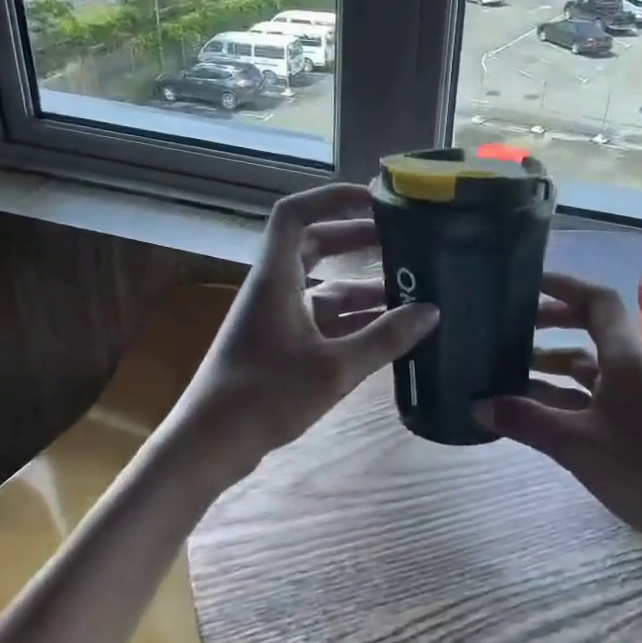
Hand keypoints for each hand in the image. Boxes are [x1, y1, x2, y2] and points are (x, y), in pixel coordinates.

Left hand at [177, 183, 437, 463]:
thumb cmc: (265, 396)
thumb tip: (431, 311)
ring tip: (411, 291)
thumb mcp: (334, 368)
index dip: (332, 197)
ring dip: (363, 287)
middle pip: (315, 246)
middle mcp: (275, 289)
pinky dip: (354, 321)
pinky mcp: (281, 346)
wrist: (210, 444)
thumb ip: (385, 338)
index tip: (374, 199)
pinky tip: (390, 333)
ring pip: (324, 289)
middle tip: (403, 240)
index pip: (296, 213)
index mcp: (276, 278)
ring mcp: (277, 318)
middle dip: (357, 239)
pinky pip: (324, 321)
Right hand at [475, 272, 641, 536]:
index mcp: (626, 356)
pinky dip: (560, 397)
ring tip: (507, 369)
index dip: (562, 286)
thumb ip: (525, 420)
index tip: (525, 285)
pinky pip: (590, 396)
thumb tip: (476, 406)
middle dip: (551, 324)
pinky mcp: (633, 425)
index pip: (596, 300)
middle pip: (590, 328)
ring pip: (588, 366)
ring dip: (551, 364)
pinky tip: (529, 409)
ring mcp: (635, 397)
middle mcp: (632, 367)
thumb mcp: (574, 442)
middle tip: (510, 327)